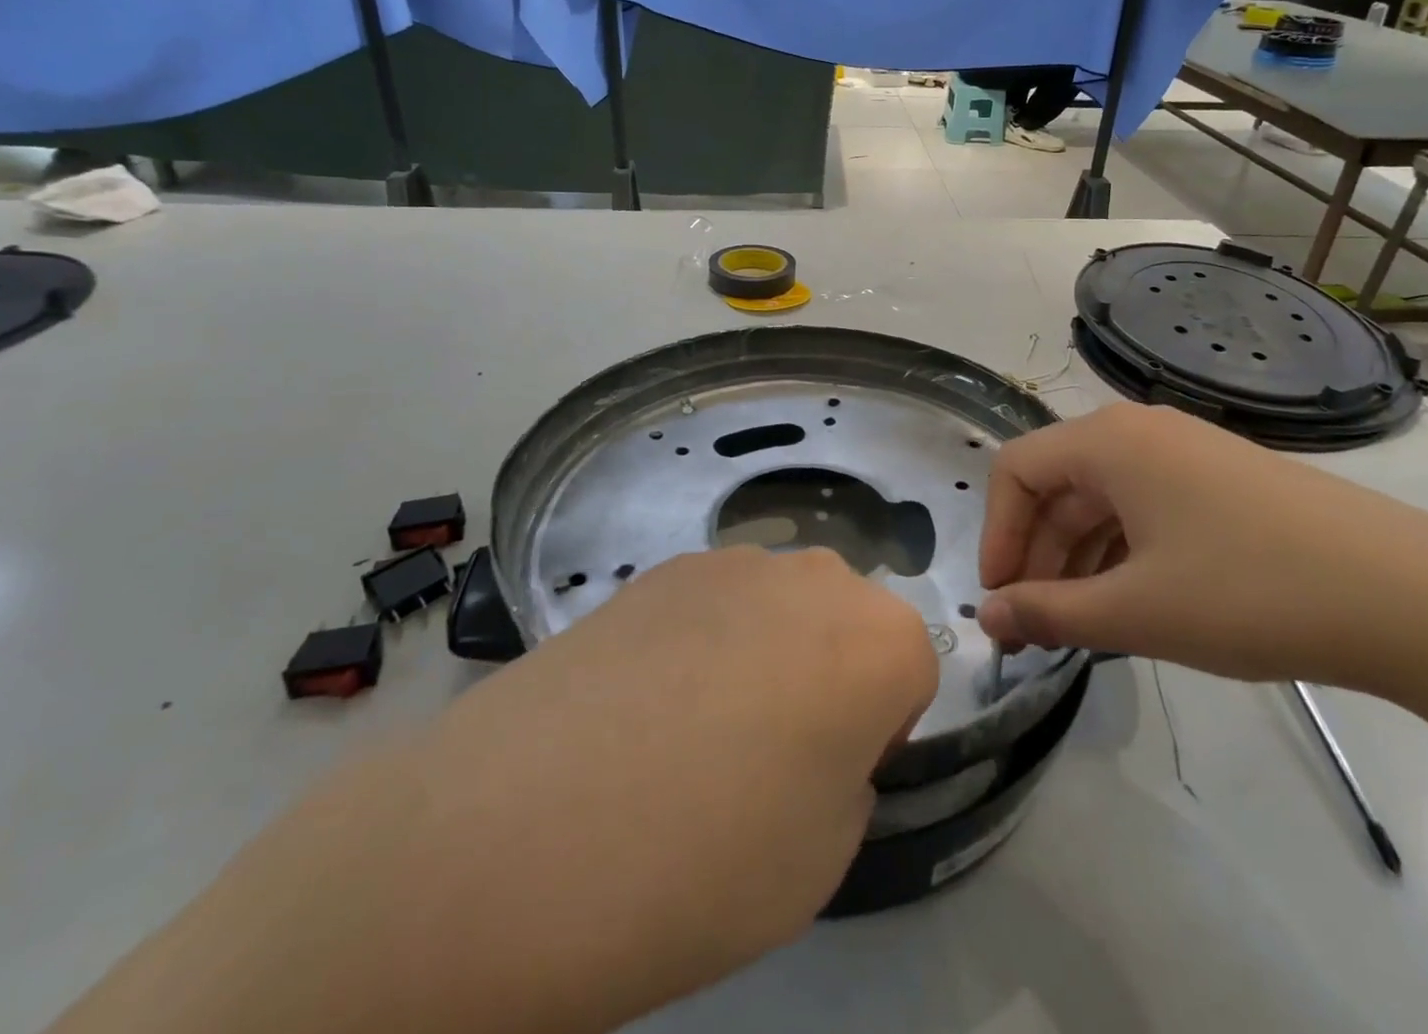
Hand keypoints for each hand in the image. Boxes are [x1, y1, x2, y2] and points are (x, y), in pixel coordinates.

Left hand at [49, 546, 936, 1033]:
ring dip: (768, 652)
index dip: (882, 726)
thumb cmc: (699, 865)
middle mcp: (810, 577)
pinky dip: (705, 639)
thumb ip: (846, 771)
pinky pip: (716, 600)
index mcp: (873, 639)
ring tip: (693, 730)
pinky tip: (642, 704)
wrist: (512, 834)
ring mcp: (727, 562)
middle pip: (848, 620)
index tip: (831, 776)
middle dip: (832, 674)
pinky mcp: (658, 568)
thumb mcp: (822, 855)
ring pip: (781, 606)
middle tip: (768, 756)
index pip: (914, 665)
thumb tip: (815, 735)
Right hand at [977, 403, 1427, 697]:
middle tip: (1032, 625)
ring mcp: (1188, 453)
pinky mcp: (1224, 481)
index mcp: (1108, 441)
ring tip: (1078, 624)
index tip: (1002, 599)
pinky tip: (1131, 602)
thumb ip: (1049, 612)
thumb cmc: (1251, 592)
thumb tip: (988, 615)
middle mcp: (1140, 431)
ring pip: (1102, 499)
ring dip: (1077, 558)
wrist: (1416, 599)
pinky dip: (1121, 551)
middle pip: (1058, 485)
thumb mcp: (1137, 611)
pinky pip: (1145, 507)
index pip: (1016, 470)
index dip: (996, 533)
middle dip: (1035, 554)